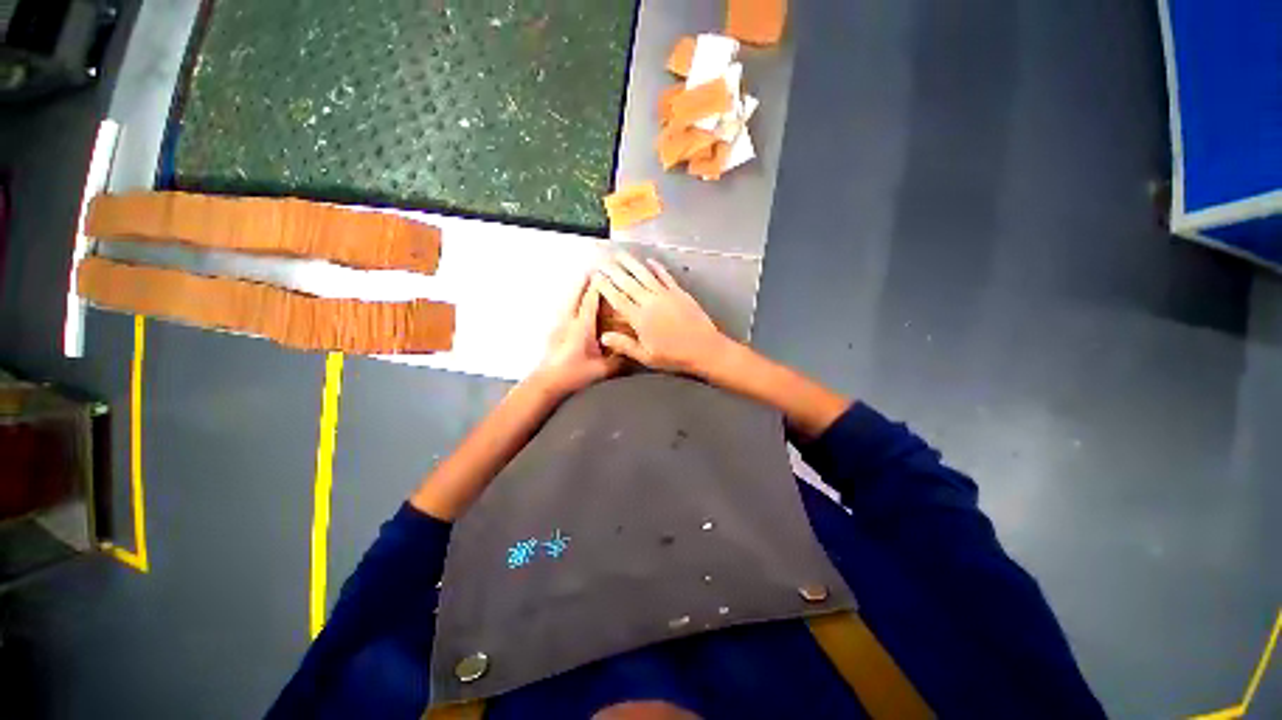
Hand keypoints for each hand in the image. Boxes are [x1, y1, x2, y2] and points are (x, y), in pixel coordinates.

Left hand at [530, 275, 623, 397]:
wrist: (545, 383)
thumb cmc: (574, 375)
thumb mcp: (602, 370)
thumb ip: (619, 360)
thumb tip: (634, 352)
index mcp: (582, 327)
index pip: (591, 301)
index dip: (597, 286)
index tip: (604, 272)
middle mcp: (569, 321)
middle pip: (575, 295)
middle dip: (584, 281)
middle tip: (592, 268)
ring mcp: (558, 325)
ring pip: (567, 300)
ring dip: (575, 289)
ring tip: (583, 280)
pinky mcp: (553, 331)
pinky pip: (563, 309)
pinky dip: (570, 300)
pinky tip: (572, 304)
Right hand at [593, 252, 729, 374]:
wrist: (704, 349)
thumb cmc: (674, 356)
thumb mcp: (647, 357)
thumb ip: (625, 345)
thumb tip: (603, 336)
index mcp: (640, 319)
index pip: (618, 299)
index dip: (606, 286)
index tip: (596, 276)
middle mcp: (650, 302)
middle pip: (628, 283)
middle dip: (613, 271)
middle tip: (602, 260)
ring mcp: (666, 295)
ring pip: (645, 275)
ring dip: (631, 263)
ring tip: (620, 254)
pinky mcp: (679, 292)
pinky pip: (665, 276)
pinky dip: (657, 267)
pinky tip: (650, 260)